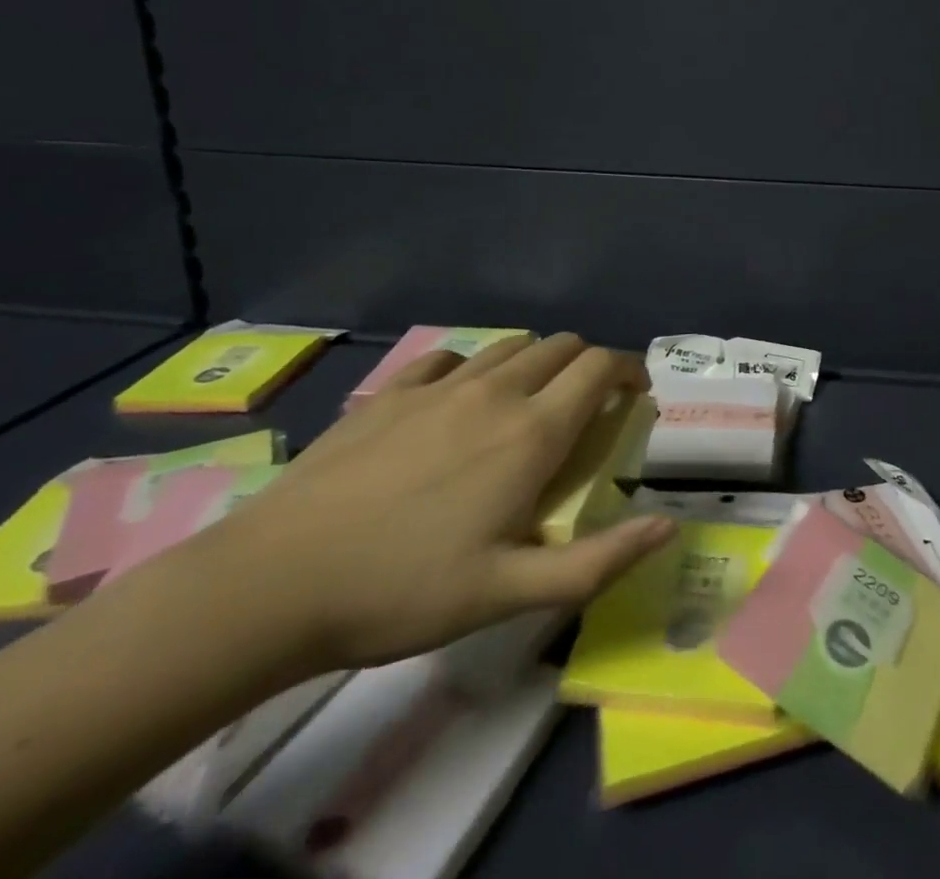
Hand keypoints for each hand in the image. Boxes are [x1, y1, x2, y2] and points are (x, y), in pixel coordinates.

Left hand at [168, 333, 674, 674]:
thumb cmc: (403, 590)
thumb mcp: (509, 594)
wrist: (270, 585)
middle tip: (585, 411)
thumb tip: (669, 526)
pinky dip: (473, 370)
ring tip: (526, 406)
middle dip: (588, 366)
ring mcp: (439, 386)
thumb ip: (599, 561)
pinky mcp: (391, 393)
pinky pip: (450, 358)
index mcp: (532, 432)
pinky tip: (454, 406)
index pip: (601, 366)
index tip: (634, 399)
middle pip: (563, 345)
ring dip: (536, 364)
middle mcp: (495, 392)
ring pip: (511, 345)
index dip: (629, 371)